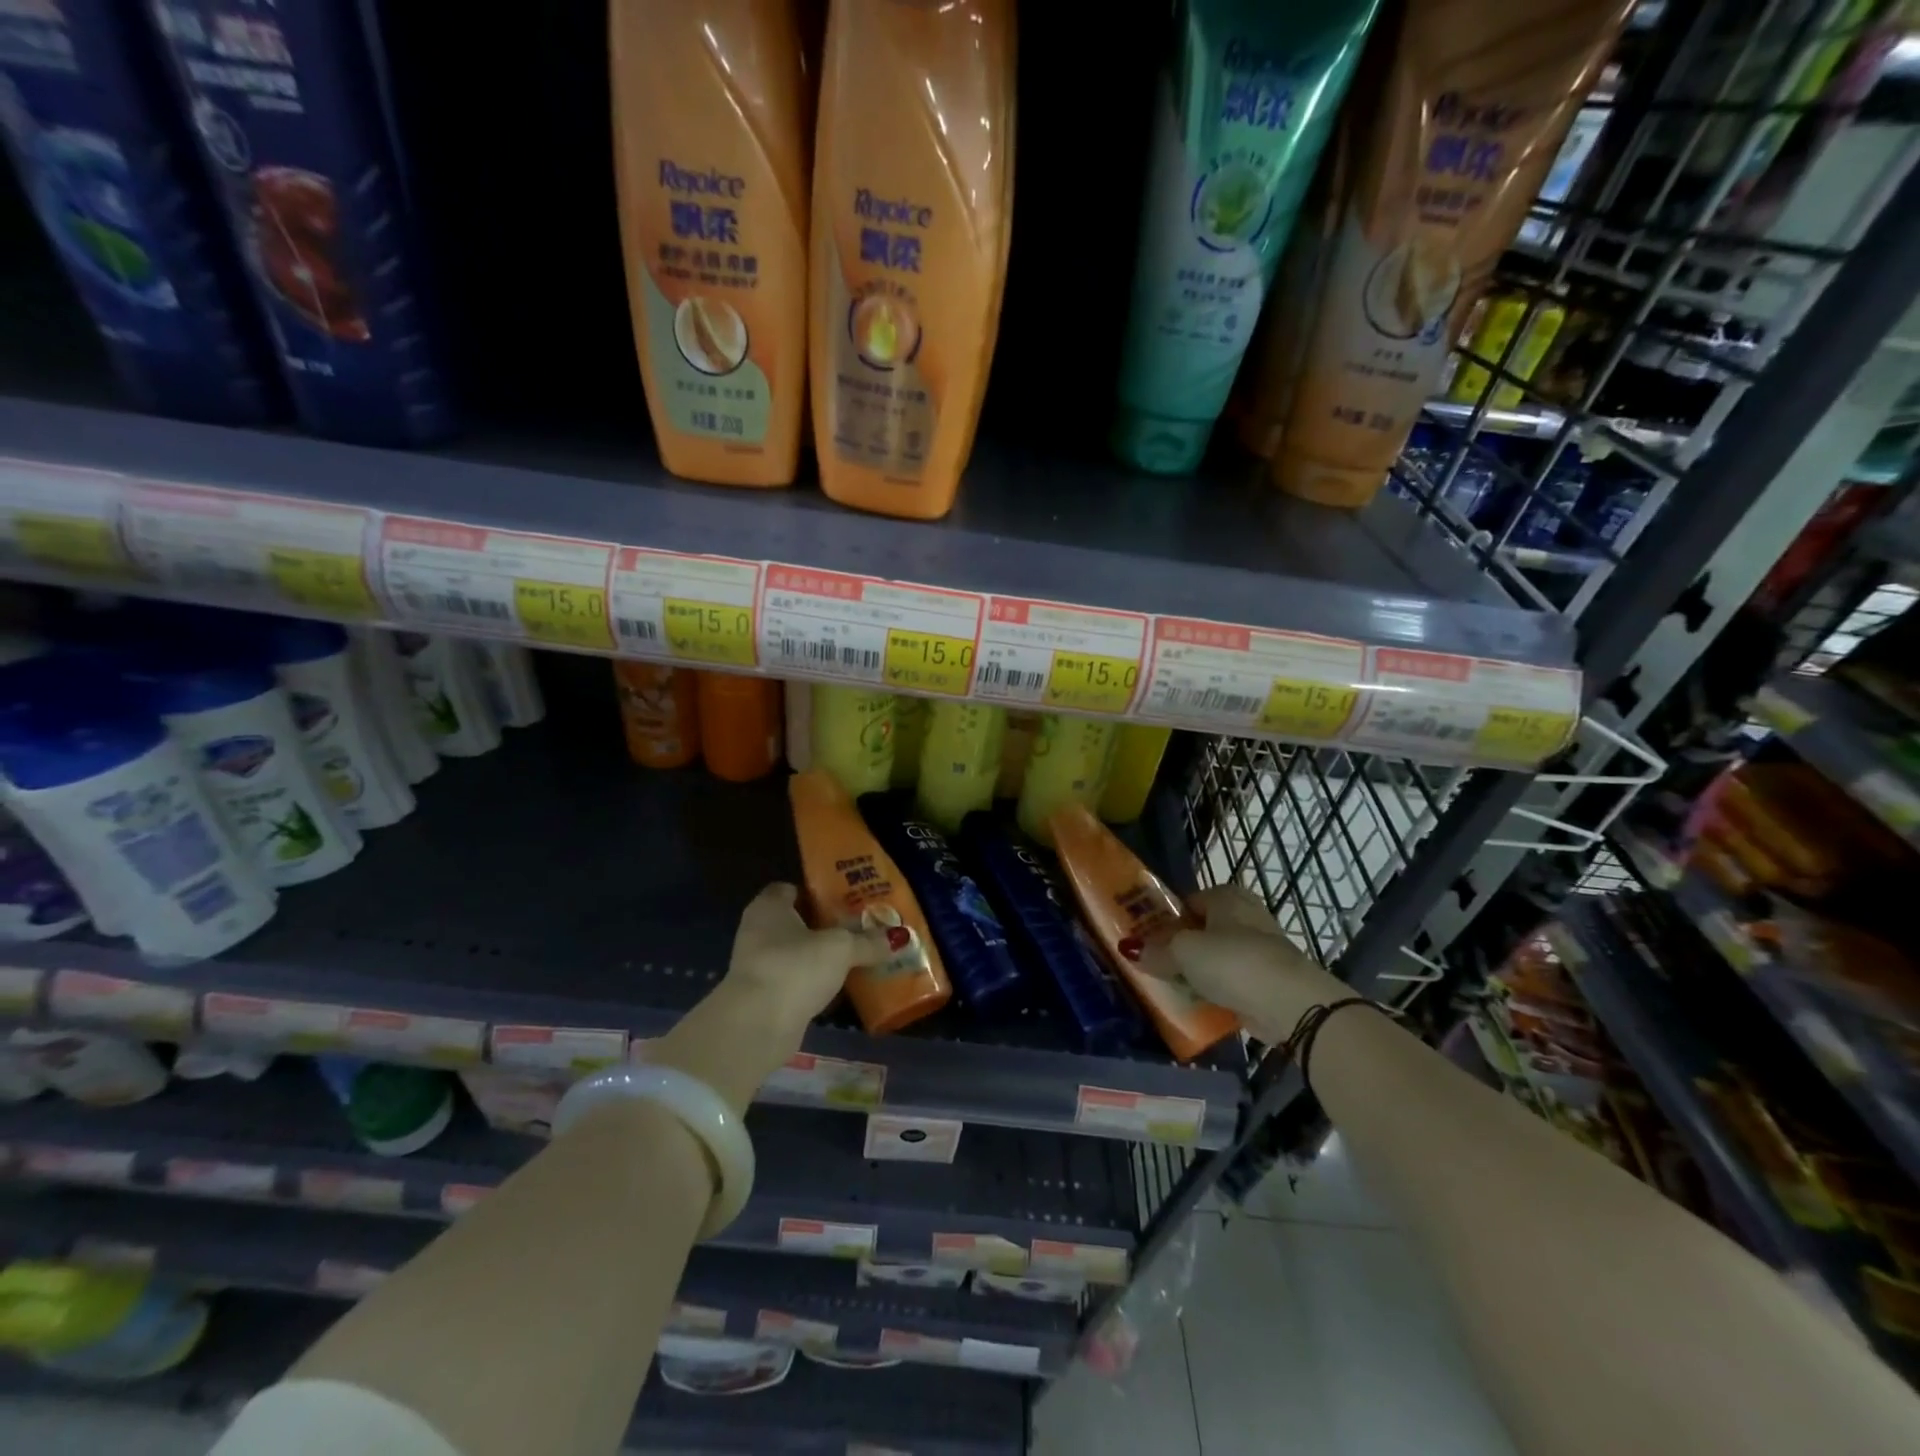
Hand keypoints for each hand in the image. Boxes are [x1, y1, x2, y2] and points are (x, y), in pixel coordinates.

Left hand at [722, 882, 890, 1046]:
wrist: (757, 1025)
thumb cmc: (795, 967)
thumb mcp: (840, 949)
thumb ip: (867, 942)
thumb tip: (898, 938)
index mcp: (769, 907)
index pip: (790, 889)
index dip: (816, 892)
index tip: (844, 900)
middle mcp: (757, 931)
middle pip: (796, 922)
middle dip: (825, 927)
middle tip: (858, 928)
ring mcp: (758, 966)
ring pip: (796, 954)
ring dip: (820, 958)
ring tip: (855, 958)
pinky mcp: (762, 997)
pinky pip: (794, 982)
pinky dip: (813, 984)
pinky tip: (839, 989)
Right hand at [1141, 884, 1350, 1042]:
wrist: (1290, 1003)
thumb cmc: (1232, 962)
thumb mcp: (1183, 952)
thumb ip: (1156, 950)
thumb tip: (1130, 949)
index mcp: (1226, 896)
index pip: (1187, 902)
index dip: (1166, 921)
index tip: (1147, 942)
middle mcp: (1245, 915)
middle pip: (1202, 930)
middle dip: (1181, 948)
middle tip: (1156, 966)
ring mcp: (1260, 948)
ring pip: (1217, 957)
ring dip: (1198, 972)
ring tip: (1173, 989)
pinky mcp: (1269, 980)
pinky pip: (1232, 982)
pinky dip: (1218, 991)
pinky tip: (1200, 1005)